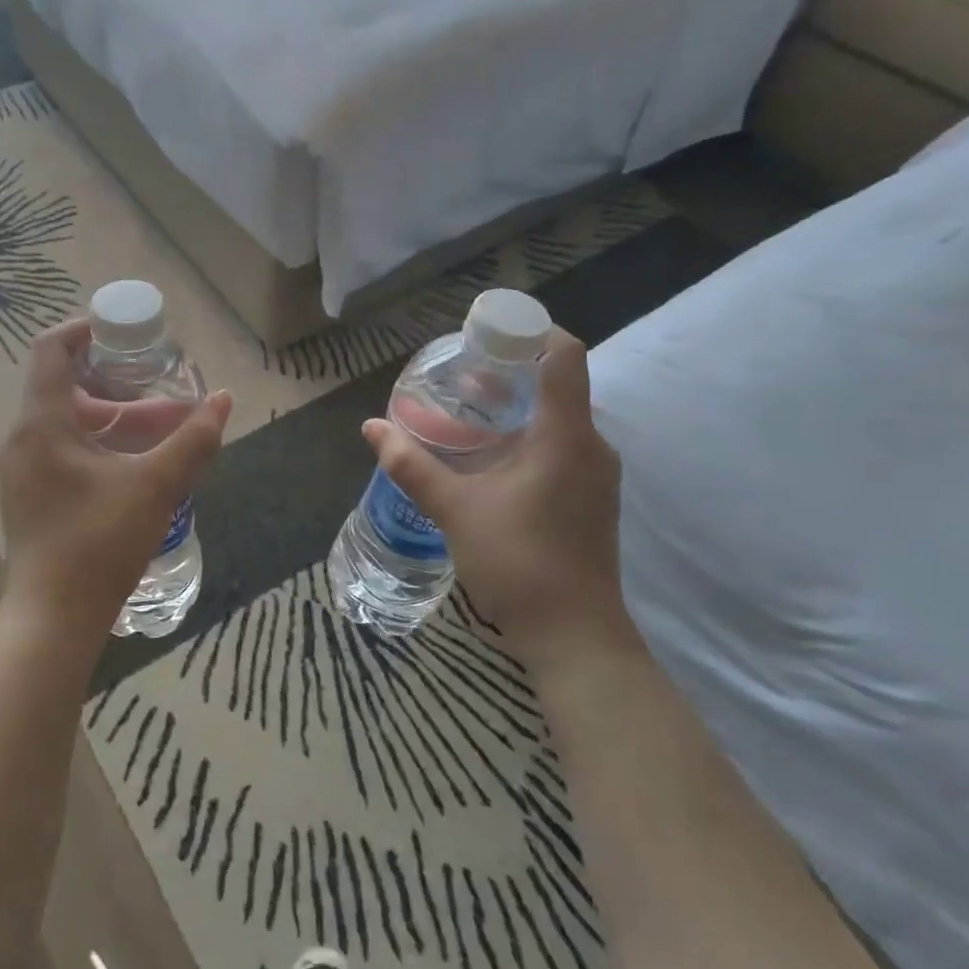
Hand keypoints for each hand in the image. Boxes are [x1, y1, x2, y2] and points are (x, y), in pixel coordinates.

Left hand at [0, 318, 231, 642]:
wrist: (53, 619)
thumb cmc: (99, 544)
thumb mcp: (156, 487)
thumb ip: (193, 440)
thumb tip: (224, 399)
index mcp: (42, 424)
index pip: (51, 349)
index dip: (84, 329)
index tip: (123, 332)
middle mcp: (23, 439)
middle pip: (64, 386)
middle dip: (114, 381)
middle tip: (155, 381)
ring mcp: (22, 469)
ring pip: (66, 422)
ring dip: (110, 416)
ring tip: (159, 424)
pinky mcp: (29, 495)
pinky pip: (61, 449)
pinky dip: (96, 442)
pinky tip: (134, 462)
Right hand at [363, 329, 627, 662]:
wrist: (575, 638)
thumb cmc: (519, 563)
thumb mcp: (454, 510)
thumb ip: (412, 464)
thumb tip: (371, 427)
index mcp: (566, 435)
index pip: (565, 355)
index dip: (530, 331)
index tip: (487, 334)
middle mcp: (592, 445)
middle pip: (558, 383)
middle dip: (511, 371)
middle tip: (460, 376)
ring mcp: (597, 474)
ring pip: (560, 417)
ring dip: (517, 406)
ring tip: (467, 413)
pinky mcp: (592, 497)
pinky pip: (563, 445)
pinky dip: (529, 435)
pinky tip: (490, 457)